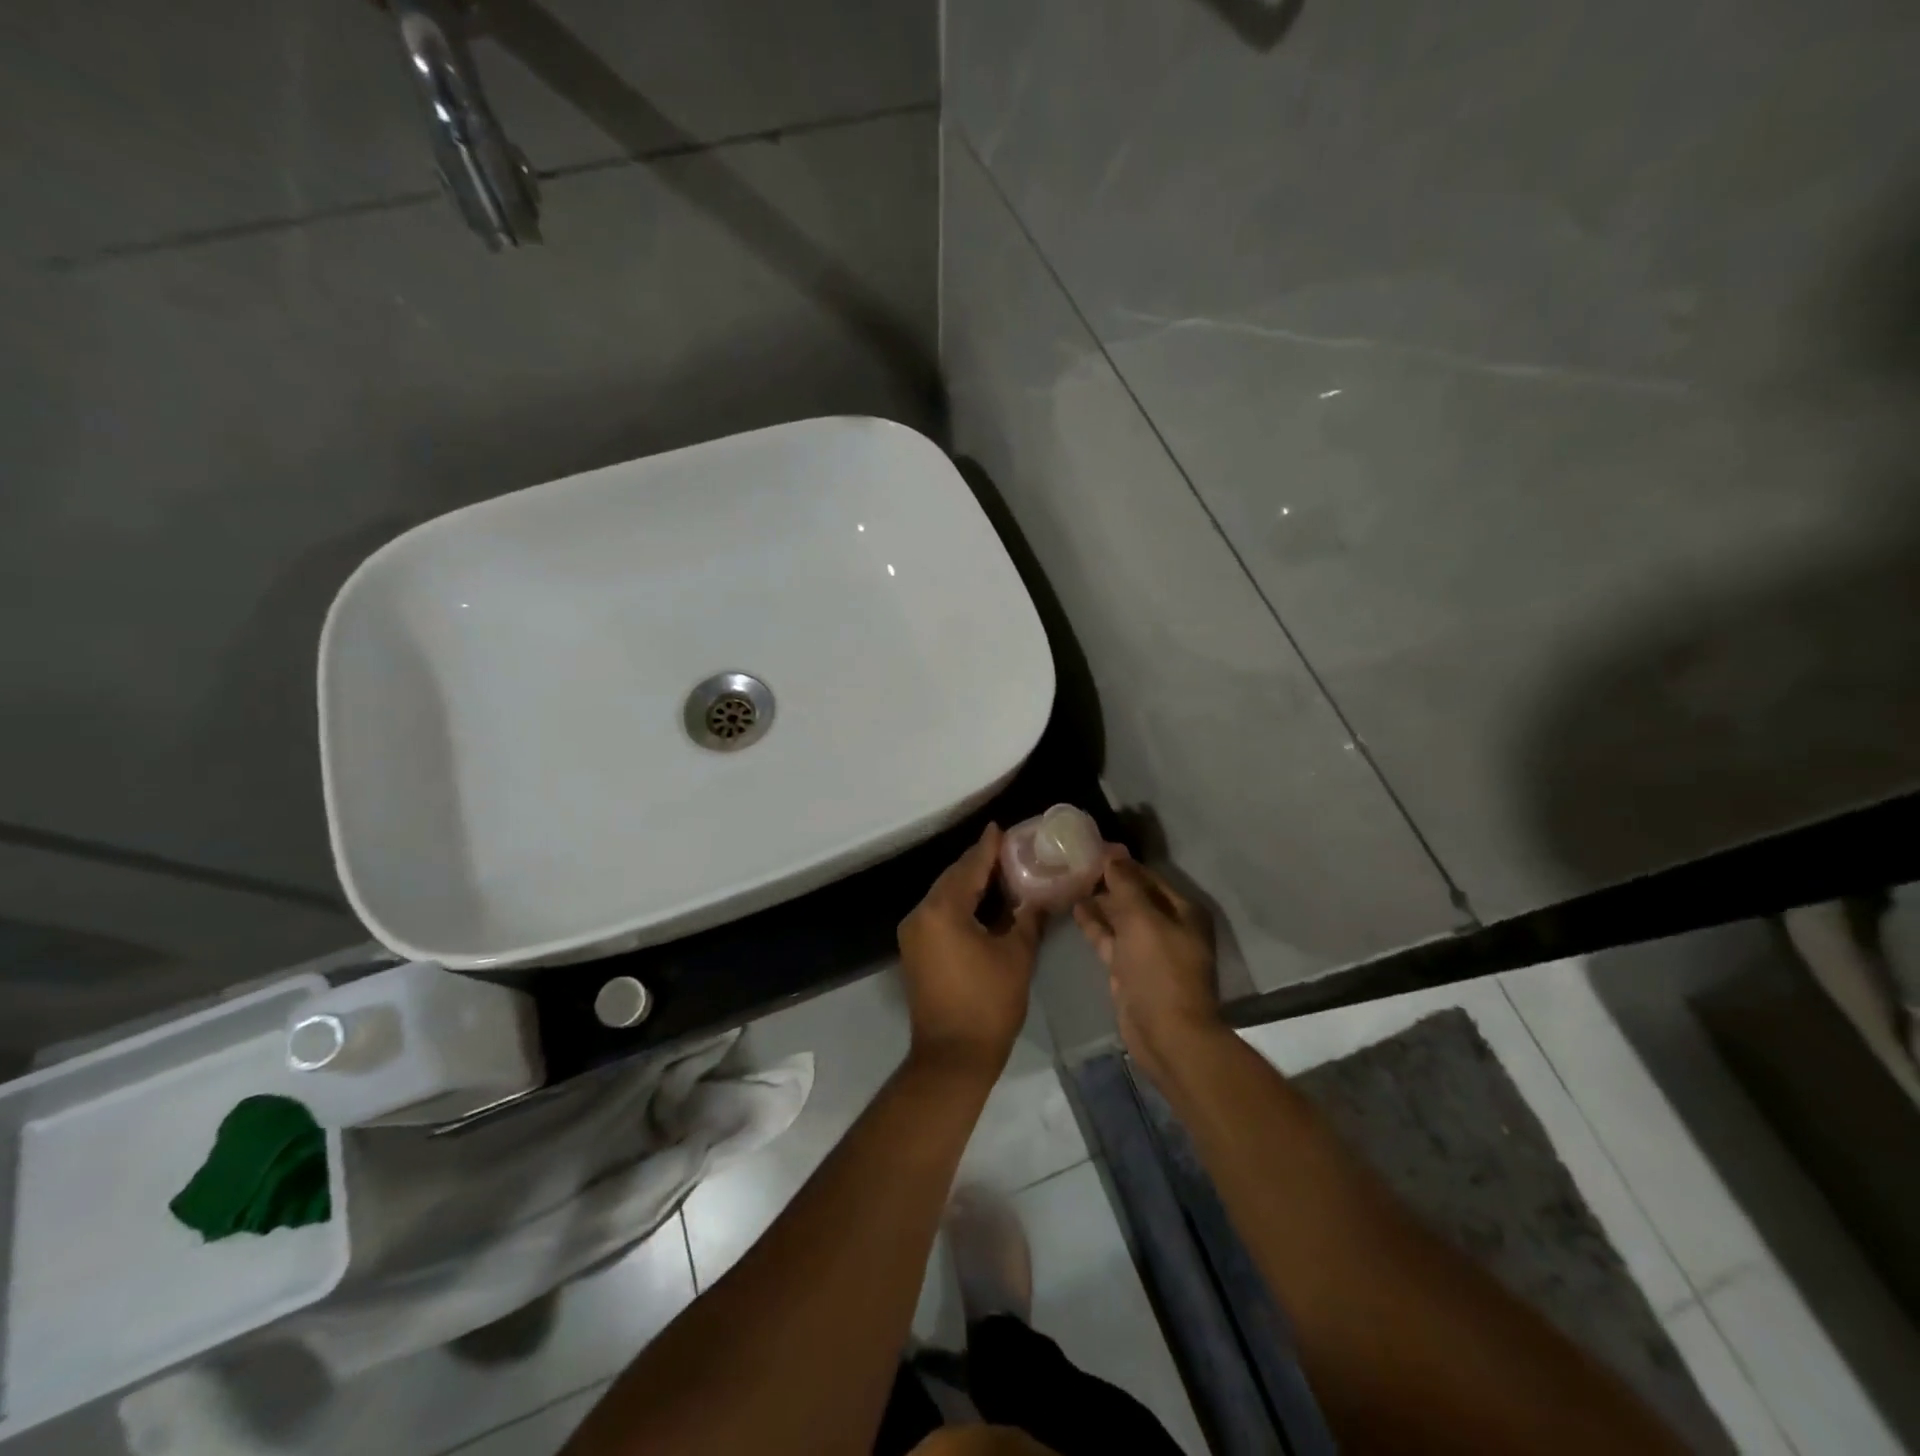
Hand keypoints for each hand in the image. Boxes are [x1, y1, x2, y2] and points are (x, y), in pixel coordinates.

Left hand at [897, 825, 1044, 1075]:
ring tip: (999, 871)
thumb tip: (1036, 898)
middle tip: (1007, 849)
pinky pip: (938, 913)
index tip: (1001, 828)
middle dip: (978, 863)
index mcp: (943, 910)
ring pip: (943, 895)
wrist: (952, 1056)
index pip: (969, 868)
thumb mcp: (1016, 956)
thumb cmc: (989, 1003)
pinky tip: (982, 902)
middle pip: (952, 878)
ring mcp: (913, 933)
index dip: (988, 847)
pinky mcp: (915, 950)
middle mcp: (921, 914)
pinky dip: (959, 903)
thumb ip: (1026, 918)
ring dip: (968, 883)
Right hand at [1073, 852, 1223, 1073]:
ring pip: (1121, 917)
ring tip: (1070, 880)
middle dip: (1108, 881)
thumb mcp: (1142, 919)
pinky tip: (1075, 908)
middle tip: (1075, 862)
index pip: (1148, 876)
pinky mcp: (1130, 969)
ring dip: (1099, 901)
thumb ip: (1126, 885)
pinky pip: (1111, 939)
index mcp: (1182, 911)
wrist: (1166, 1033)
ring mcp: (1148, 950)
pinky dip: (1095, 925)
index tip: (1093, 848)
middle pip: (1135, 895)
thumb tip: (1113, 854)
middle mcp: (1168, 926)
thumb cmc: (1160, 970)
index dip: (1122, 862)